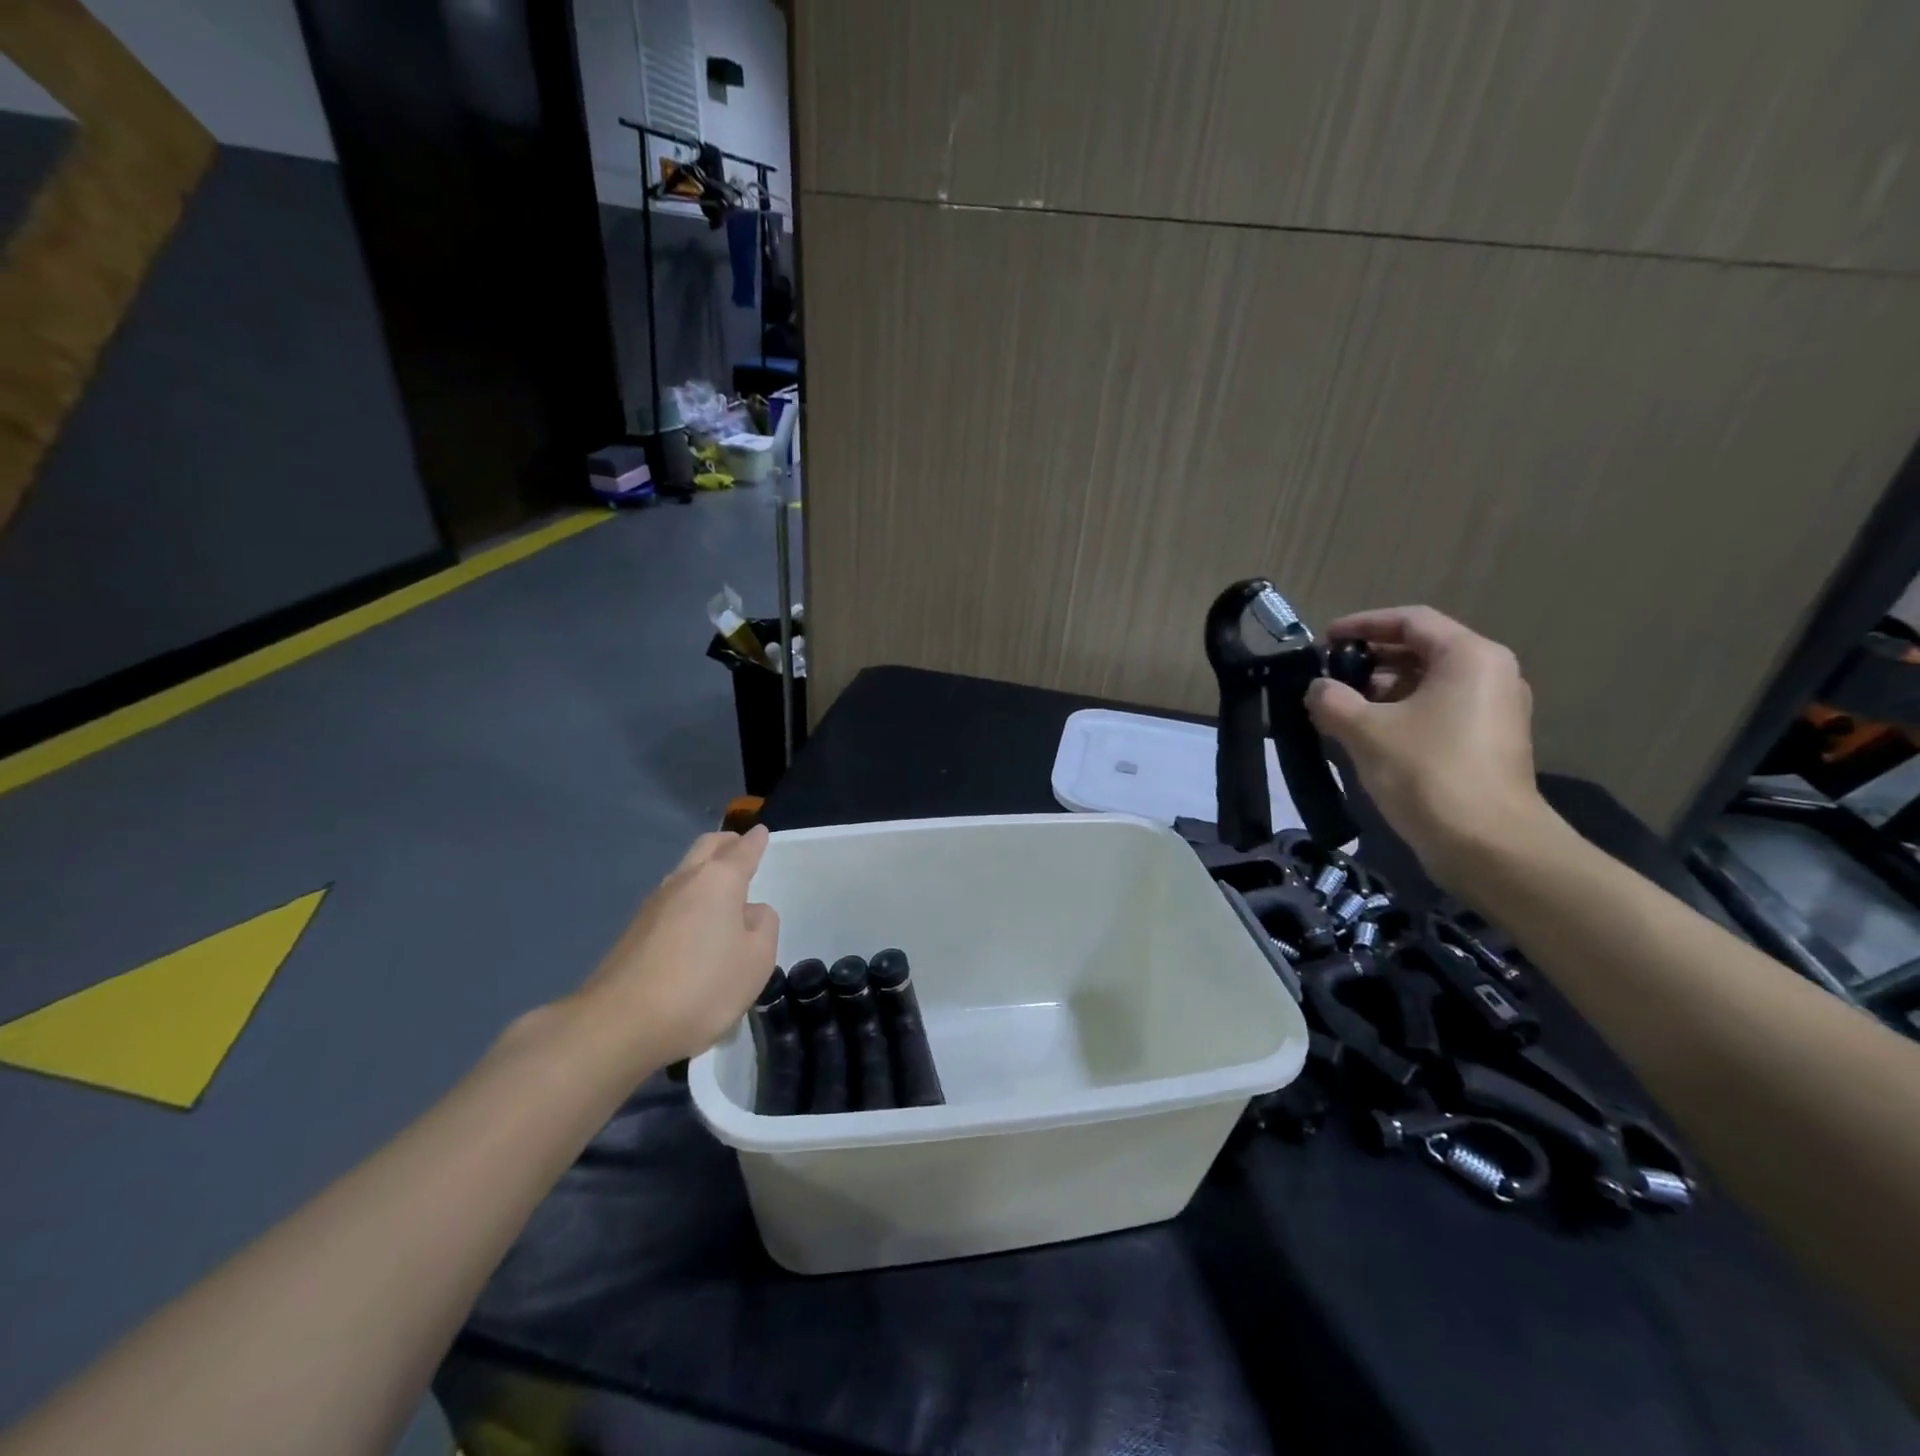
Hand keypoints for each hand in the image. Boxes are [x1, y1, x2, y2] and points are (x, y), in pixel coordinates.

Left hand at [571, 827, 779, 1068]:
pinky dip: (688, 901)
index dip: (756, 841)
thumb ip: (763, 927)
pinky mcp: (633, 933)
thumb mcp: (757, 960)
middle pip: (706, 848)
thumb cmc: (702, 987)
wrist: (618, 1024)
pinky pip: (670, 902)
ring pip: (684, 873)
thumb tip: (750, 912)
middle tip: (741, 846)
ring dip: (704, 872)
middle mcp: (683, 882)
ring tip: (721, 888)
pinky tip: (695, 924)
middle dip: (726, 843)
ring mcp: (653, 906)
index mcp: (719, 881)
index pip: (742, 850)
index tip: (762, 832)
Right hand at [1306, 606, 1554, 889]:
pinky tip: (1365, 735)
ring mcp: (1493, 711)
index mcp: (1469, 657)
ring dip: (1380, 691)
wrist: (1488, 845)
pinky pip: (1437, 712)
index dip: (1362, 625)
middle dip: (1369, 661)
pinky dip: (1400, 714)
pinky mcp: (1487, 743)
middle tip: (1327, 677)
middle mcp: (1490, 675)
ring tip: (1338, 708)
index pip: (1410, 620)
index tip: (1324, 640)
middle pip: (1421, 650)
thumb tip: (1318, 689)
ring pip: (1427, 684)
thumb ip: (1332, 699)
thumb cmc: (1427, 772)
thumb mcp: (1365, 730)